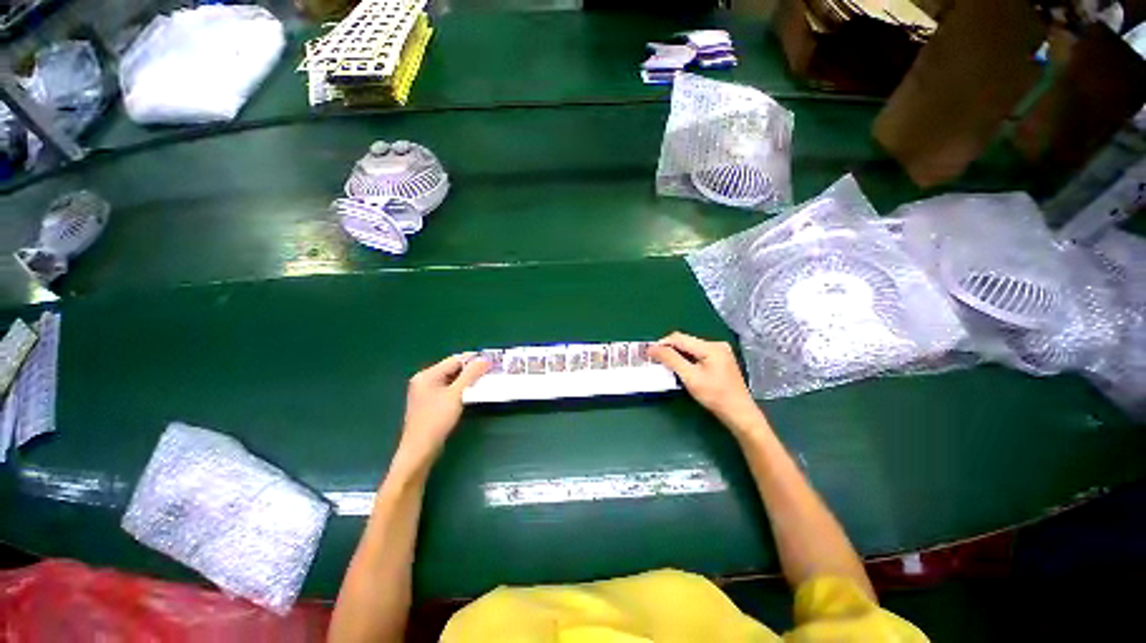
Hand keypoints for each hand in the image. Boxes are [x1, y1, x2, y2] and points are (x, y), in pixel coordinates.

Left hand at [398, 354, 488, 465]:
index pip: (454, 360)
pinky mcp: (429, 402)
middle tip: (489, 372)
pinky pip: (447, 389)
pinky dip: (459, 389)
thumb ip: (470, 375)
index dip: (473, 360)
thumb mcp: (456, 394)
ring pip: (451, 379)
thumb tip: (484, 360)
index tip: (491, 362)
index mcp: (427, 375)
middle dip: (470, 370)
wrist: (420, 449)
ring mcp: (425, 392)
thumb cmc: (436, 420)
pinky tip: (470, 393)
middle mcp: (424, 380)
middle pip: (452, 368)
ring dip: (466, 380)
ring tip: (483, 382)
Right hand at [649, 332, 763, 430]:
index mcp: (711, 346)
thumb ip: (671, 359)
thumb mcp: (690, 377)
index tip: (648, 353)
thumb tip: (653, 348)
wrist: (739, 414)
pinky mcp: (720, 360)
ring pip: (690, 348)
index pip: (679, 338)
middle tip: (654, 360)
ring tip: (664, 365)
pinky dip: (685, 359)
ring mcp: (719, 352)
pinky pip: (697, 354)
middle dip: (668, 349)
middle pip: (685, 341)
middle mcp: (716, 344)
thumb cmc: (715, 396)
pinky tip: (680, 368)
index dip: (661, 343)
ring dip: (676, 354)